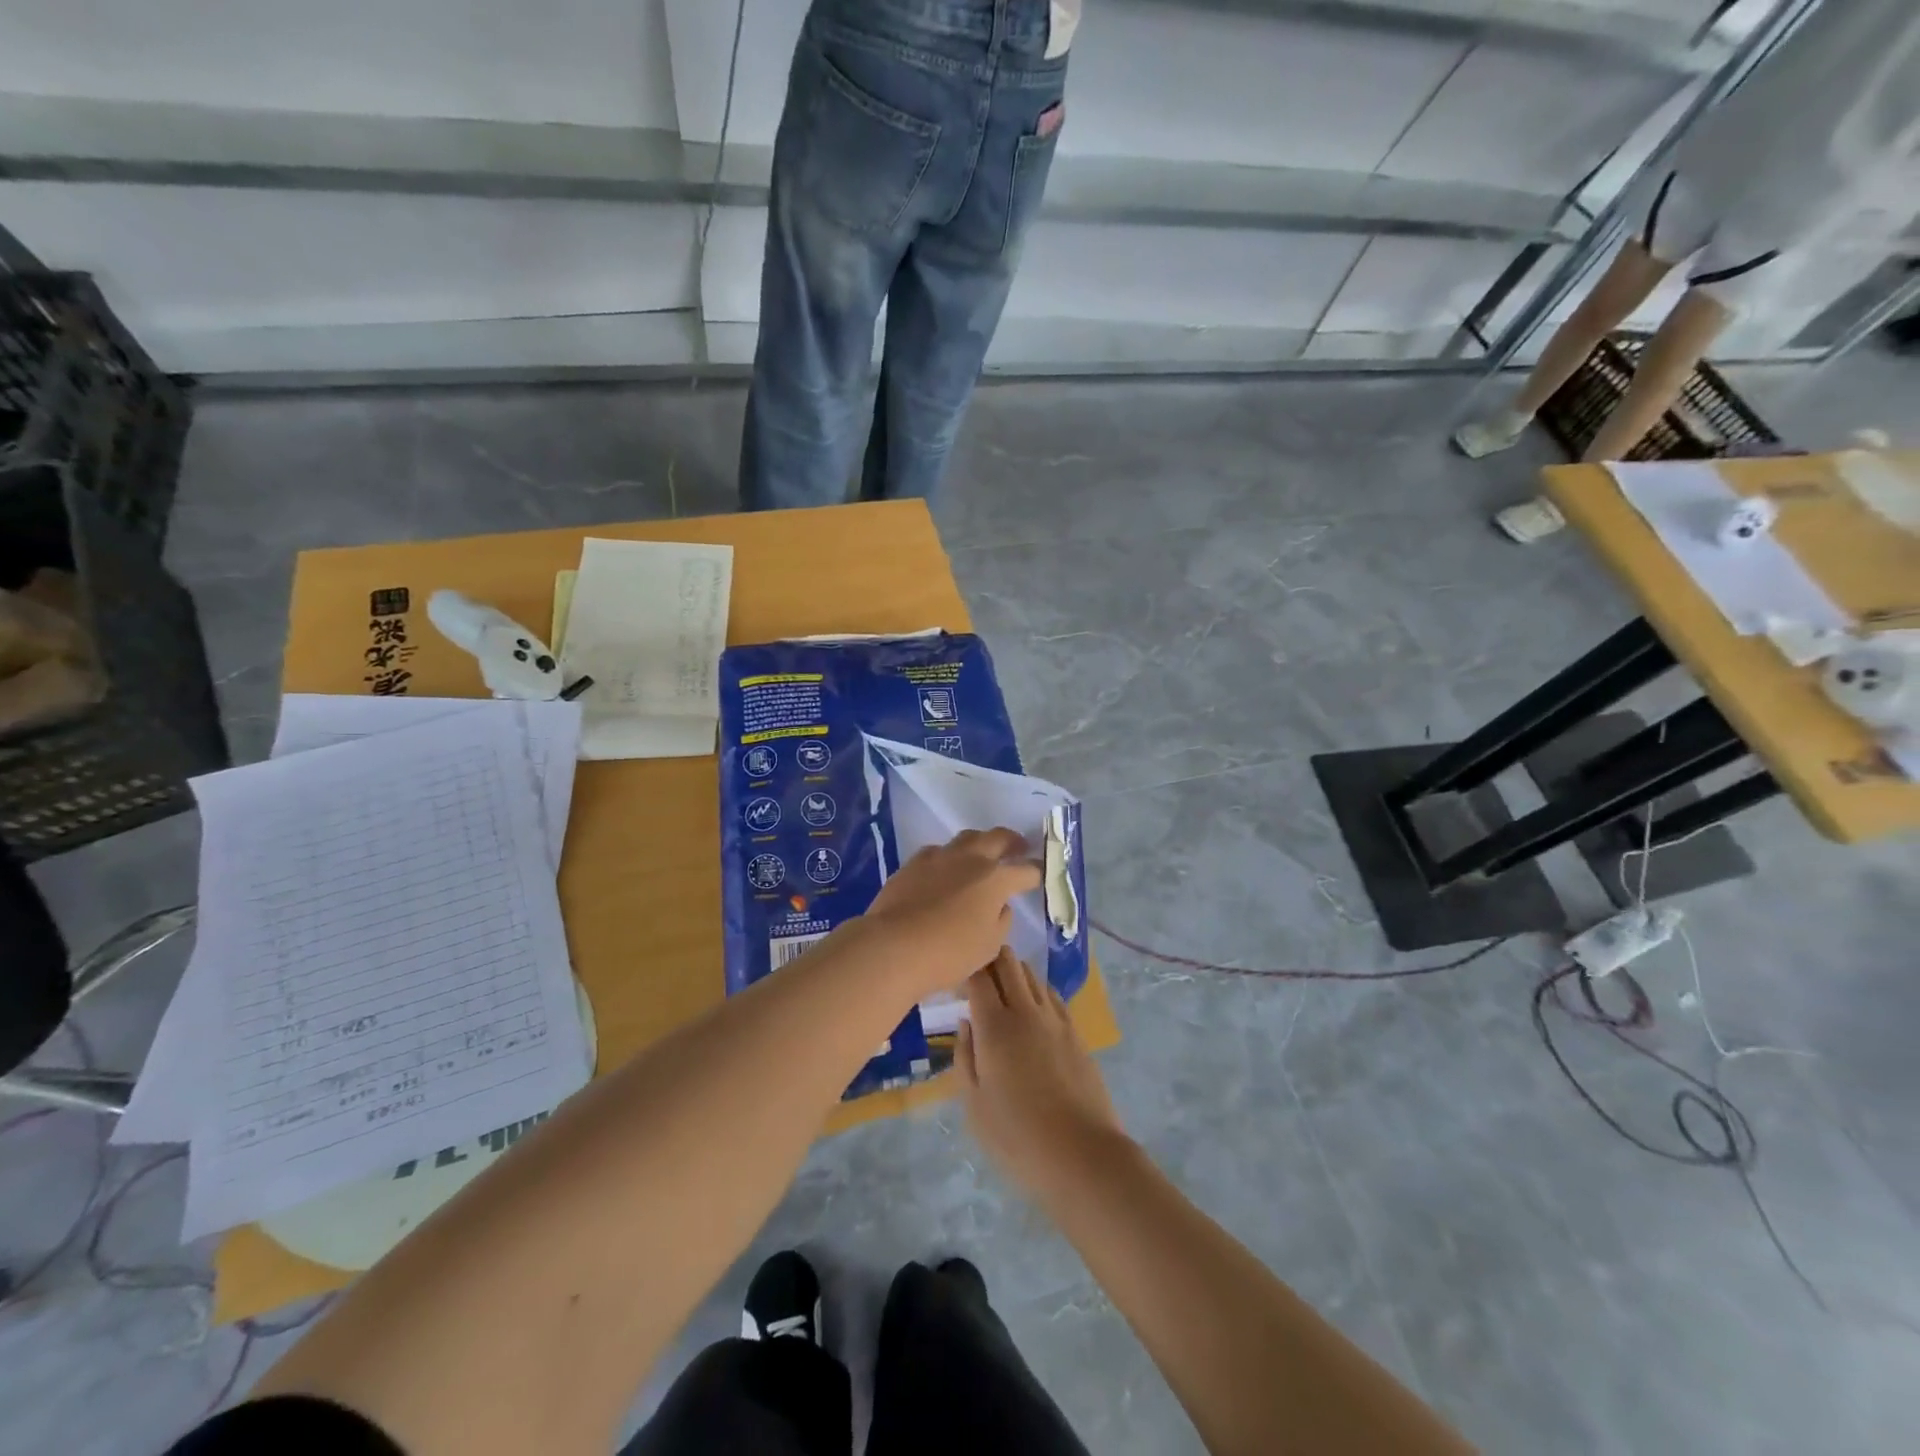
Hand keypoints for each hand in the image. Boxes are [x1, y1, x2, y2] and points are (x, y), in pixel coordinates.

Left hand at [862, 829, 1042, 996]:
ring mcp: (939, 857)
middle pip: (998, 837)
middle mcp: (970, 859)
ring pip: (967, 838)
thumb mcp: (989, 946)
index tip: (1040, 875)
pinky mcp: (913, 863)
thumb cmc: (949, 953)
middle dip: (1013, 841)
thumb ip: (1001, 920)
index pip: (1026, 870)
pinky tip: (944, 869)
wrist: (893, 946)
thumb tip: (1000, 906)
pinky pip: (937, 852)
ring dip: (980, 843)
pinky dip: (948, 857)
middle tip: (1019, 847)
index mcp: (995, 879)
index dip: (1036, 873)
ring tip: (982, 854)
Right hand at [957, 948, 1126, 1199]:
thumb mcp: (974, 1104)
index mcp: (994, 1026)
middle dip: (990, 958)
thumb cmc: (1017, 1136)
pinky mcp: (1075, 1031)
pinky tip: (1032, 1006)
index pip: (978, 976)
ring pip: (1031, 974)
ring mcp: (1054, 1019)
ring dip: (1014, 972)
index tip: (955, 978)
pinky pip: (1052, 994)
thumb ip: (965, 1056)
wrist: (1081, 1154)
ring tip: (1002, 989)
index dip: (965, 968)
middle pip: (1008, 963)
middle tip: (977, 975)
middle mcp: (1025, 1011)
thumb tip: (966, 1022)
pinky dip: (1037, 990)